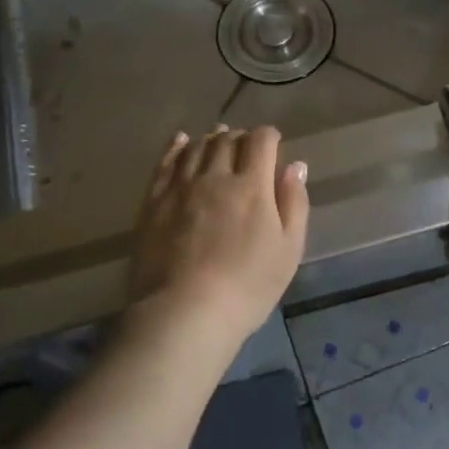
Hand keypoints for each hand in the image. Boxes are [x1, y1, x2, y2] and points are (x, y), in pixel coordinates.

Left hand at [125, 124, 309, 355]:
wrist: (183, 312)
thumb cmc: (247, 286)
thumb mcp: (288, 250)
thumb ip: (294, 204)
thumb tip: (295, 166)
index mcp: (252, 185)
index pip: (261, 141)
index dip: (268, 136)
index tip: (272, 143)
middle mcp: (215, 175)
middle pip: (227, 140)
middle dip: (240, 137)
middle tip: (245, 145)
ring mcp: (180, 186)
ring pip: (197, 147)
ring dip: (210, 139)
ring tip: (217, 140)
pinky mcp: (153, 200)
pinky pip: (166, 162)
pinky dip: (177, 146)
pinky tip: (181, 141)